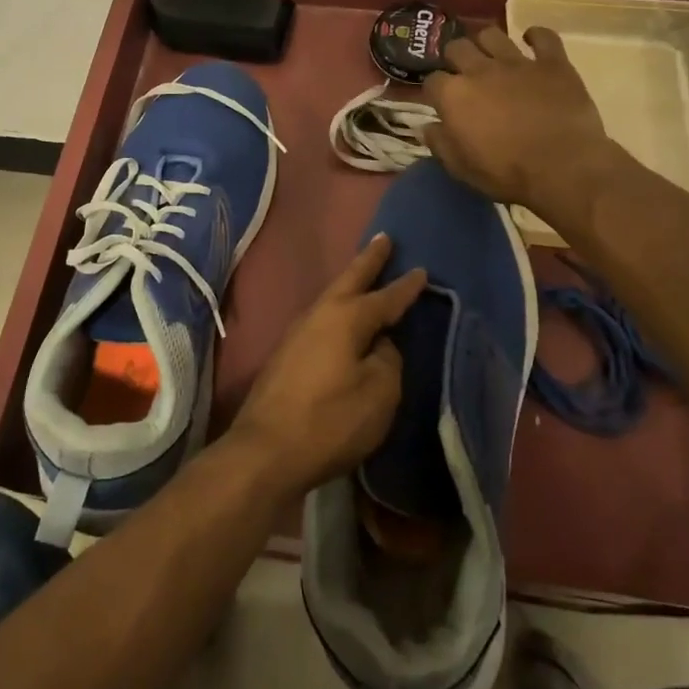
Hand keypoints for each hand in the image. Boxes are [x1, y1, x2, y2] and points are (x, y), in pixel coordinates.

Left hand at [229, 234, 426, 498]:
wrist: (266, 449)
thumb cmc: (330, 420)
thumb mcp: (379, 393)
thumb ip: (388, 361)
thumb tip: (381, 345)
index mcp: (347, 317)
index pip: (385, 298)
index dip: (406, 287)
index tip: (422, 271)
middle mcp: (320, 314)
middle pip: (349, 279)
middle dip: (369, 260)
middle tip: (384, 239)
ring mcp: (298, 332)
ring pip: (331, 296)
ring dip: (350, 282)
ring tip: (364, 274)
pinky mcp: (287, 353)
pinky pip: (321, 317)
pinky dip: (338, 308)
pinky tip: (342, 318)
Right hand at [424, 26, 623, 219]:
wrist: (563, 168)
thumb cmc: (506, 173)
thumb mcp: (461, 168)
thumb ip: (440, 143)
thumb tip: (427, 127)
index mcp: (454, 95)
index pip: (432, 81)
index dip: (435, 91)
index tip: (441, 102)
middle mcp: (480, 70)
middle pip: (457, 48)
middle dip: (455, 58)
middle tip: (463, 73)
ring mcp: (518, 62)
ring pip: (493, 34)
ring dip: (487, 42)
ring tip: (491, 55)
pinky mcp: (553, 63)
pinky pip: (544, 36)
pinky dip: (536, 36)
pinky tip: (532, 41)